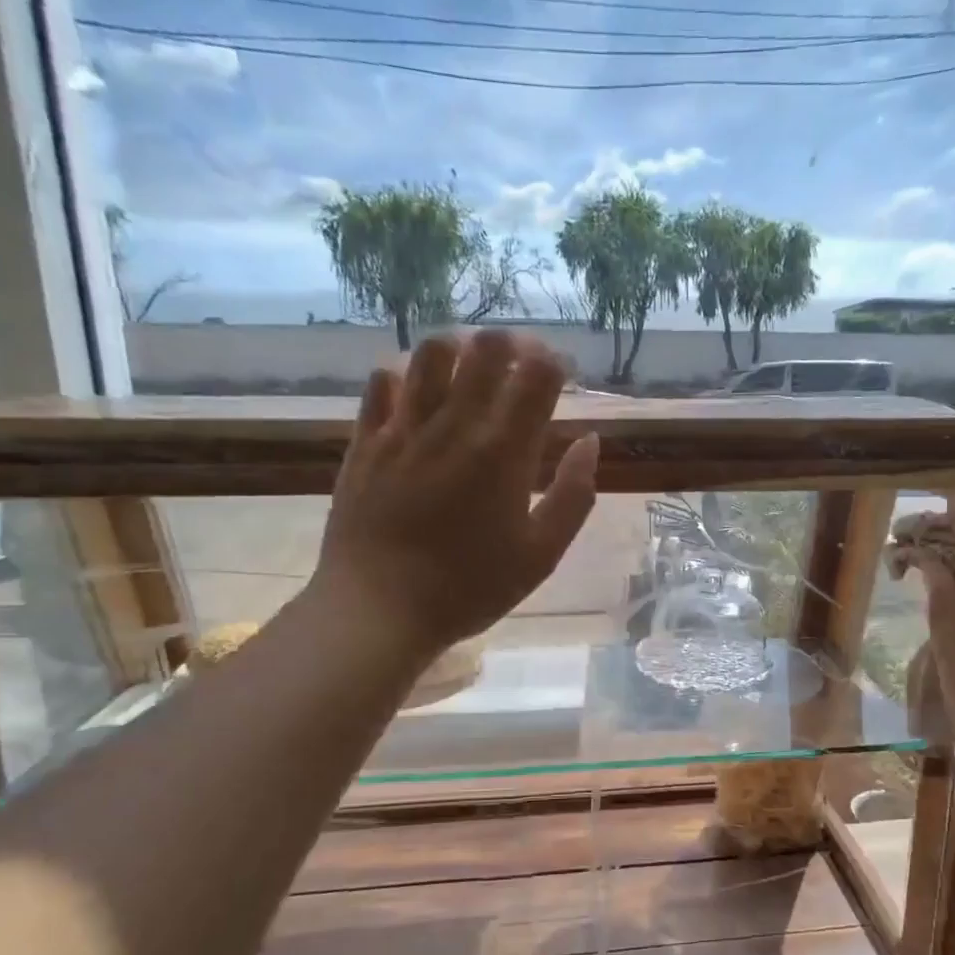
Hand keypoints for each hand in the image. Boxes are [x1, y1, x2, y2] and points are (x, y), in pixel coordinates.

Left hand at [310, 331, 597, 657]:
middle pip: (485, 348)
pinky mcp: (365, 442)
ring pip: (430, 353)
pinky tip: (416, 397)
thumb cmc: (470, 589)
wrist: (378, 611)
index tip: (562, 375)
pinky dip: (404, 377)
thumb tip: (589, 442)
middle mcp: (454, 426)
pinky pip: (380, 384)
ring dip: (459, 350)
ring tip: (470, 373)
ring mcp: (403, 429)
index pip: (537, 373)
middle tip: (521, 364)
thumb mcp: (541, 555)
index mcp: (504, 452)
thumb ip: (574, 495)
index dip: (556, 362)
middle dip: (513, 343)